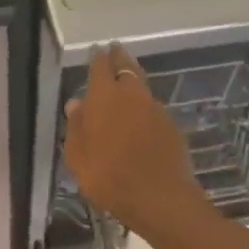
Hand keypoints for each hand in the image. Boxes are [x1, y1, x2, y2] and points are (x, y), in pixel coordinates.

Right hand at [64, 46, 208, 239]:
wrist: (159, 198)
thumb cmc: (108, 178)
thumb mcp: (78, 158)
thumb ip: (76, 127)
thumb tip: (76, 104)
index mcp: (105, 98)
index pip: (101, 67)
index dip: (98, 58)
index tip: (97, 50)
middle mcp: (132, 95)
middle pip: (126, 68)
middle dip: (119, 59)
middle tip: (115, 52)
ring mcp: (156, 109)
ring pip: (142, 86)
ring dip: (133, 81)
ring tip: (126, 82)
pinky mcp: (171, 126)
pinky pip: (153, 108)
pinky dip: (145, 107)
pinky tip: (141, 118)